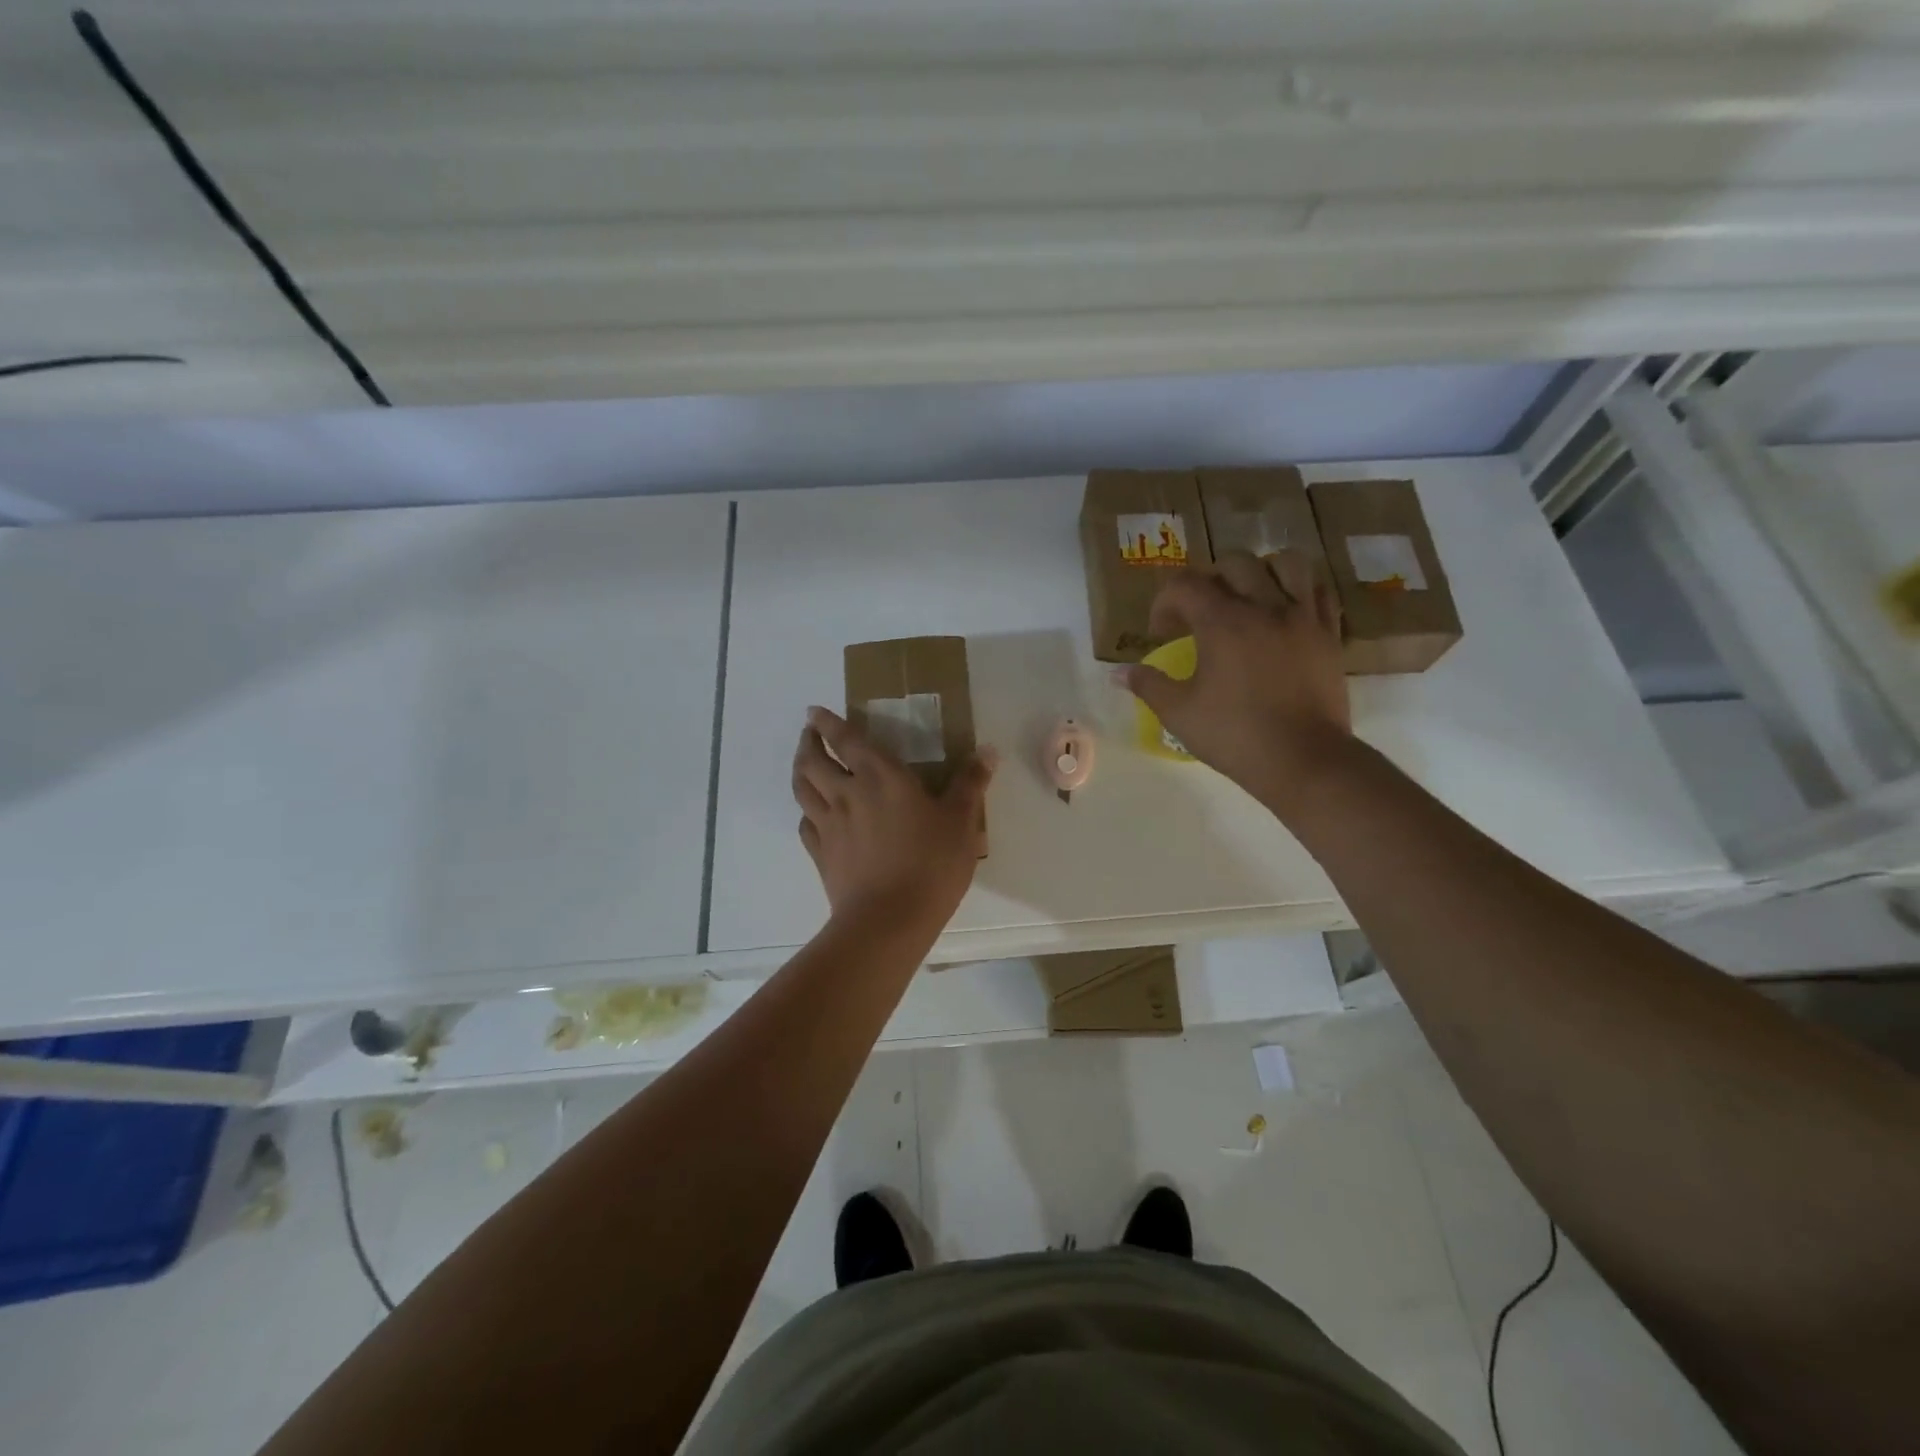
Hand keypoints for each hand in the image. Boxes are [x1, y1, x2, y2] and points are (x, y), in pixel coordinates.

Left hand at [792, 706, 995, 930]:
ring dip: (800, 769)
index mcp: (880, 777)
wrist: (889, 920)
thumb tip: (987, 750)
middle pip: (813, 760)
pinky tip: (812, 813)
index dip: (828, 722)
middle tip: (808, 732)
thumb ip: (970, 784)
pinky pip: (806, 823)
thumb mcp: (961, 822)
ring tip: (803, 762)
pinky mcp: (821, 855)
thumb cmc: (931, 864)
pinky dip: (806, 810)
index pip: (845, 740)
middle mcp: (847, 794)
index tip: (814, 710)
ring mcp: (829, 825)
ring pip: (803, 789)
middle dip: (808, 741)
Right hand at [1122, 549, 1351, 815]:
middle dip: (1208, 580)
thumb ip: (1148, 685)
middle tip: (1199, 613)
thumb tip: (1118, 673)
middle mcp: (1264, 607)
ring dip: (1261, 572)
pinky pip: (1319, 592)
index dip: (1164, 602)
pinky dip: (1300, 590)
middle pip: (1234, 563)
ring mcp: (1303, 617)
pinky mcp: (1330, 634)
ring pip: (1286, 563)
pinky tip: (1285, 611)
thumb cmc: (1235, 735)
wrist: (1304, 760)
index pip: (1185, 584)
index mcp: (1223, 622)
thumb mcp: (1179, 713)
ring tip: (1248, 597)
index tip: (1161, 633)